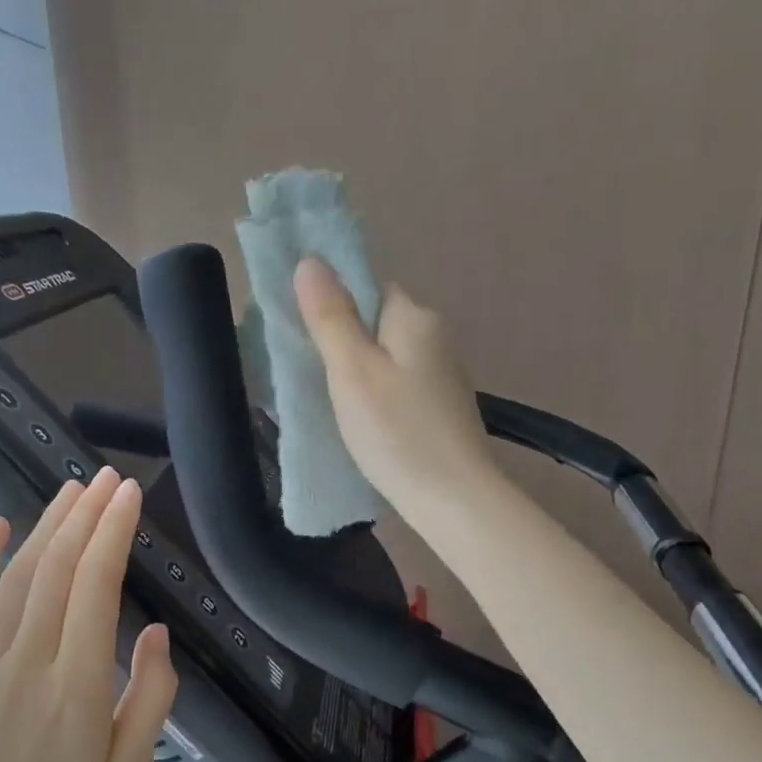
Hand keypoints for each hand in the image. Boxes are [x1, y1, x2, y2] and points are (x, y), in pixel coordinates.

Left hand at [0, 470, 176, 761]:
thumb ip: (149, 697)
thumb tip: (154, 632)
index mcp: (75, 687)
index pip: (94, 589)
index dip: (112, 535)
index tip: (129, 496)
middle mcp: (28, 663)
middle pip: (56, 571)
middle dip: (86, 516)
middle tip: (109, 478)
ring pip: (17, 579)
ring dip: (47, 528)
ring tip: (73, 492)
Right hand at [294, 256, 500, 528]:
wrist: (455, 499)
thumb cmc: (397, 432)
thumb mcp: (352, 372)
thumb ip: (331, 317)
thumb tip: (311, 261)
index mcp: (414, 317)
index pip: (367, 287)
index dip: (334, 305)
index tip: (306, 338)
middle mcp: (435, 336)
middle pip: (376, 323)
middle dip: (343, 343)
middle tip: (313, 377)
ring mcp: (443, 374)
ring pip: (387, 357)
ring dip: (359, 373)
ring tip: (334, 405)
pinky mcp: (443, 407)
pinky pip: (399, 385)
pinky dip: (378, 396)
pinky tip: (366, 424)